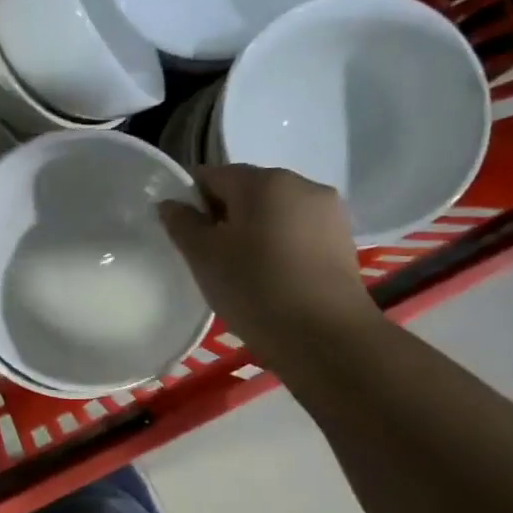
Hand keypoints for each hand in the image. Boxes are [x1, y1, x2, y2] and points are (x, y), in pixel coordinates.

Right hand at [159, 164, 381, 378]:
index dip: (190, 200)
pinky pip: (296, 232)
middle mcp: (301, 184)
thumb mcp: (204, 257)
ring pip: (274, 212)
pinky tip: (270, 278)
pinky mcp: (342, 241)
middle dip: (223, 216)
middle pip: (246, 191)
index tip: (181, 234)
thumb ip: (182, 223)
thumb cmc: (255, 288)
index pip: (212, 175)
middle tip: (207, 257)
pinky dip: (277, 246)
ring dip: (252, 231)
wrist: (325, 337)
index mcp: (263, 180)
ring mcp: (328, 212)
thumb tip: (170, 203)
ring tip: (239, 271)